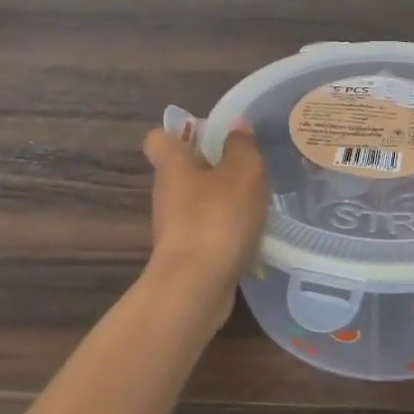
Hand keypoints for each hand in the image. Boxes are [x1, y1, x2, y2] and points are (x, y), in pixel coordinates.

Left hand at [142, 120, 267, 314]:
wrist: (196, 286)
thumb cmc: (217, 217)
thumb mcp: (243, 172)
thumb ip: (242, 146)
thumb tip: (237, 127)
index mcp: (173, 165)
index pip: (158, 139)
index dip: (177, 133)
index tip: (207, 135)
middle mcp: (166, 193)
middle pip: (181, 171)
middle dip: (209, 166)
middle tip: (245, 166)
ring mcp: (173, 227)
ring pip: (195, 202)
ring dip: (220, 199)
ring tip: (255, 200)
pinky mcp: (186, 254)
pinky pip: (205, 230)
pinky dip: (224, 229)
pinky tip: (250, 232)